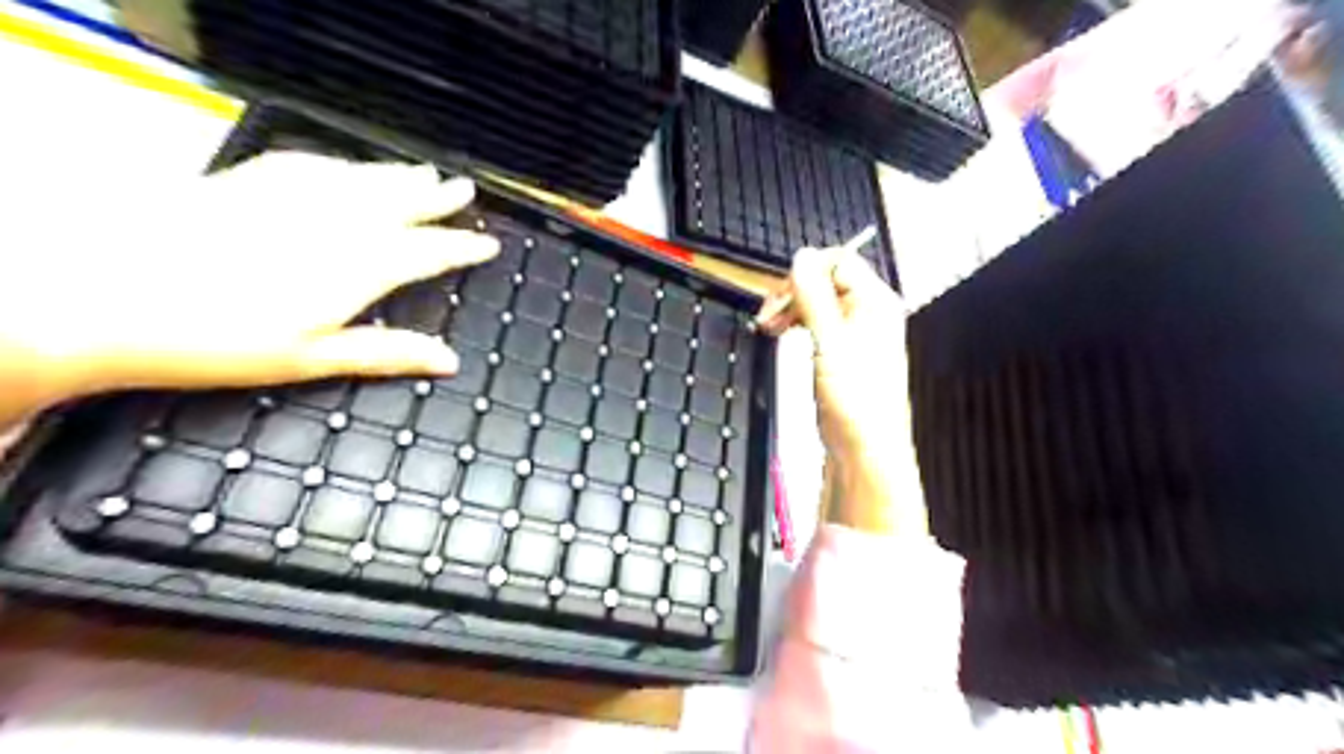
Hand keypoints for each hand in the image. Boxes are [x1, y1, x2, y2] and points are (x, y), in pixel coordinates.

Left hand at [0, 153, 497, 430]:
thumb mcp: (311, 359)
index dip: (462, 247)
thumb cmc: (216, 339)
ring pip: (363, 178)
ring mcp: (292, 196)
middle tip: (466, 190)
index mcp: (357, 268)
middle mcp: (334, 223)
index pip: (427, 251)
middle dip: (438, 198)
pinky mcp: (250, 180)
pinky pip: (315, 164)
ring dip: (400, 176)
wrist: (102, 293)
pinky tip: (351, 166)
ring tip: (427, 171)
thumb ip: (386, 352)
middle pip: (400, 204)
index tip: (488, 244)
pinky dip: (345, 165)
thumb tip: (450, 361)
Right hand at [756, 246, 925, 535]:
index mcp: (876, 302)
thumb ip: (814, 296)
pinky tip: (783, 335)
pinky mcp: (842, 351)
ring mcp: (856, 332)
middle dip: (793, 293)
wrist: (864, 450)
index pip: (838, 262)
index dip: (805, 273)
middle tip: (766, 317)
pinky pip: (818, 323)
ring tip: (768, 328)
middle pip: (826, 280)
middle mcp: (869, 312)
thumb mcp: (829, 342)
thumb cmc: (855, 398)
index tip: (779, 297)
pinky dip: (797, 324)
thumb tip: (801, 257)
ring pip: (818, 302)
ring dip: (791, 309)